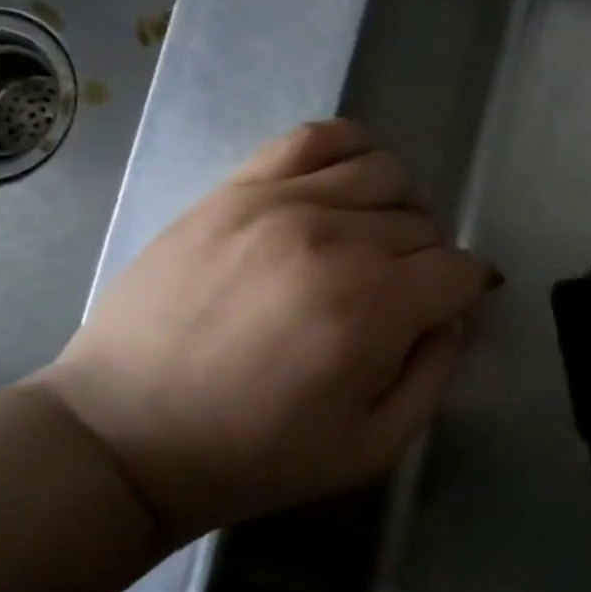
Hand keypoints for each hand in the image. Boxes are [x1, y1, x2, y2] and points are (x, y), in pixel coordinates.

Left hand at [30, 120, 496, 543]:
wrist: (123, 436)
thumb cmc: (256, 454)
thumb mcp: (372, 448)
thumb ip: (435, 377)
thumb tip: (453, 318)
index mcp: (374, 307)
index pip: (460, 269)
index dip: (467, 293)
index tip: (449, 312)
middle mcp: (337, 239)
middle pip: (426, 224)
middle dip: (430, 262)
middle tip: (401, 296)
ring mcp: (283, 203)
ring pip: (386, 172)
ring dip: (399, 208)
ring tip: (373, 241)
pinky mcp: (237, 189)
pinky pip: (317, 137)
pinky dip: (351, 150)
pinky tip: (345, 186)